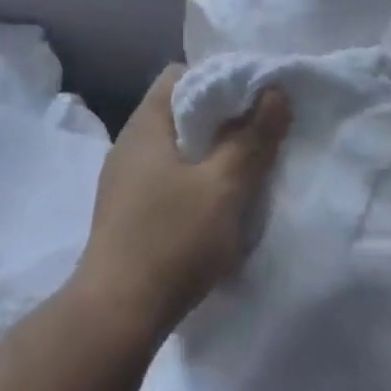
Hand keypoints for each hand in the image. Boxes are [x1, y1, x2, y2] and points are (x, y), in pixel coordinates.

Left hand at [74, 66, 290, 341]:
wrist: (116, 315)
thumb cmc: (171, 240)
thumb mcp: (222, 187)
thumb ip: (251, 138)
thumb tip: (274, 91)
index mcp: (146, 126)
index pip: (179, 76)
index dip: (218, 77)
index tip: (253, 96)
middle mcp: (130, 145)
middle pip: (178, 112)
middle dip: (221, 119)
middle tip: (260, 132)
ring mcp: (124, 181)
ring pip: (175, 149)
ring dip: (210, 154)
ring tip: (246, 168)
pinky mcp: (127, 212)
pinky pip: (167, 179)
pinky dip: (195, 181)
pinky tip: (217, 205)